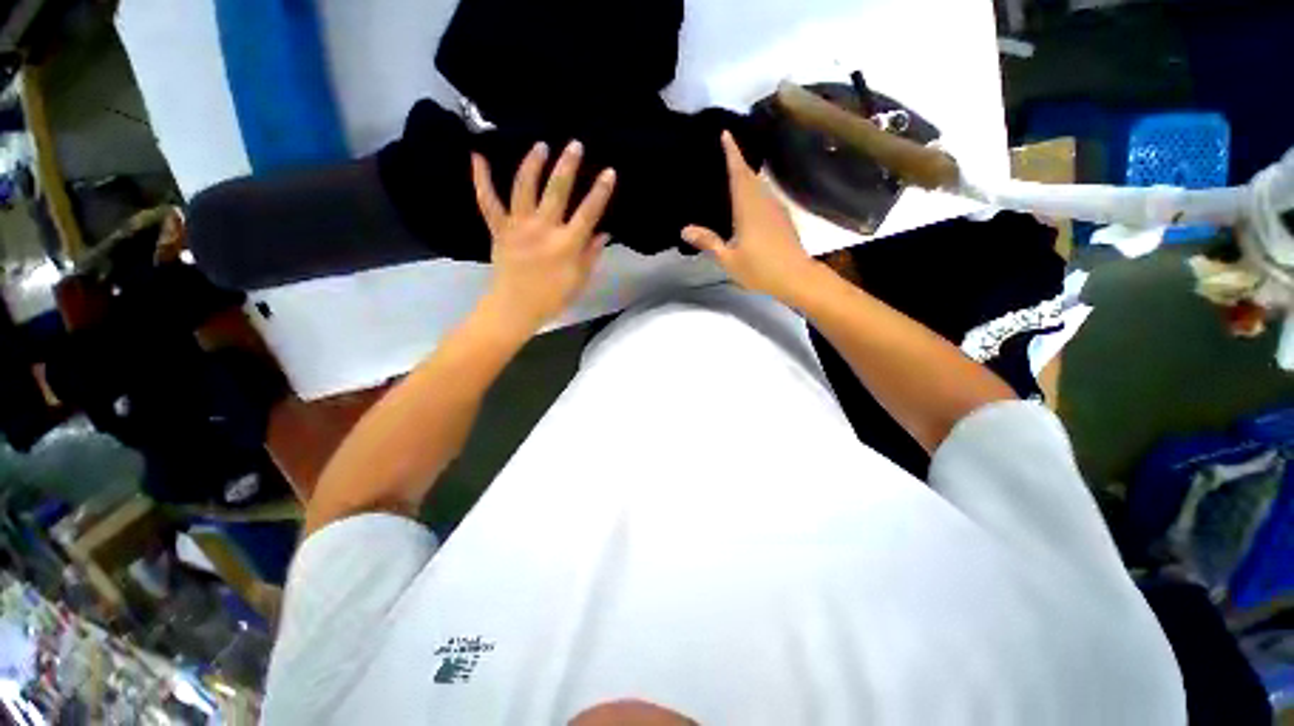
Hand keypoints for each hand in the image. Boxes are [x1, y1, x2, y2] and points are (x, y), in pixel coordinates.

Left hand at [472, 140, 615, 333]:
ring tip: (540, 145)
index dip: (600, 192)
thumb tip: (603, 232)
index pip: (588, 213)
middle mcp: (543, 229)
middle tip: (575, 144)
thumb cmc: (552, 297)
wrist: (515, 308)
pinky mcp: (498, 228)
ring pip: (524, 188)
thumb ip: (591, 254)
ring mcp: (518, 226)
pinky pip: (488, 201)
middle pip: (557, 191)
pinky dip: (481, 179)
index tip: (609, 171)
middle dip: (567, 166)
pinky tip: (478, 156)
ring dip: (532, 164)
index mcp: (566, 245)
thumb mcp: (579, 280)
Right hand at [681, 131, 816, 301]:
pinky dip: (755, 192)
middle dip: (738, 162)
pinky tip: (748, 203)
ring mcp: (776, 209)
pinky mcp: (783, 219)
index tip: (726, 133)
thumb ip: (708, 242)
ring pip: (759, 186)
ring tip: (732, 177)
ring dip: (747, 177)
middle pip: (750, 175)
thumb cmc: (760, 268)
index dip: (732, 153)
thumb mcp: (729, 259)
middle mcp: (763, 202)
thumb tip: (684, 229)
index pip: (738, 173)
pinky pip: (766, 197)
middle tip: (723, 154)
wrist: (796, 277)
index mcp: (748, 207)